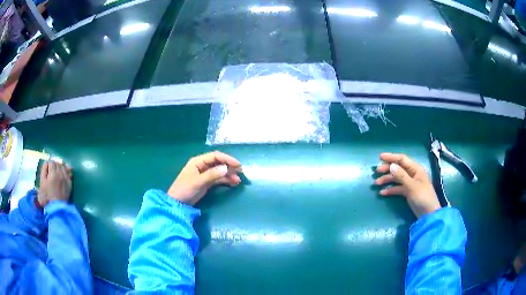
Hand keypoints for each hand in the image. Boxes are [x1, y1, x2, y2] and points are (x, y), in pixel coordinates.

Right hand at [37, 161, 72, 206]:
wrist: (57, 209)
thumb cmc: (47, 197)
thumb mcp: (41, 183)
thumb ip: (43, 171)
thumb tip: (46, 163)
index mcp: (53, 173)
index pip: (51, 161)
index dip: (48, 165)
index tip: (46, 170)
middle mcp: (60, 174)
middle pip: (57, 163)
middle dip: (53, 165)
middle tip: (51, 171)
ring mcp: (66, 179)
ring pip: (63, 167)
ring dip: (60, 167)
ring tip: (56, 172)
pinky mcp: (70, 184)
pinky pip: (69, 173)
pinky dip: (66, 171)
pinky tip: (64, 173)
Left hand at [167, 151, 241, 205]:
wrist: (177, 203)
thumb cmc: (185, 189)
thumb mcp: (199, 182)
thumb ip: (212, 174)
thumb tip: (226, 168)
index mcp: (198, 161)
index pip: (215, 156)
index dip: (227, 159)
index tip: (238, 165)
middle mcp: (202, 166)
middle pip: (218, 163)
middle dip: (229, 166)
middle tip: (240, 172)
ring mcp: (204, 174)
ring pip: (219, 171)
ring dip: (229, 174)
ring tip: (238, 180)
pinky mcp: (206, 182)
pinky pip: (218, 179)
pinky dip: (225, 180)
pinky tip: (233, 183)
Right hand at [374, 153, 440, 217]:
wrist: (428, 214)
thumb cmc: (422, 197)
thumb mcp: (411, 186)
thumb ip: (401, 176)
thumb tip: (391, 165)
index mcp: (415, 169)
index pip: (402, 159)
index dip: (391, 157)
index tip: (380, 157)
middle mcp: (412, 174)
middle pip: (398, 168)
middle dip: (387, 169)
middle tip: (377, 172)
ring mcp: (410, 183)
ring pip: (396, 178)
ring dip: (387, 180)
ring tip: (376, 183)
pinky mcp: (407, 192)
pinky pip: (397, 188)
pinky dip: (390, 190)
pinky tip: (382, 193)